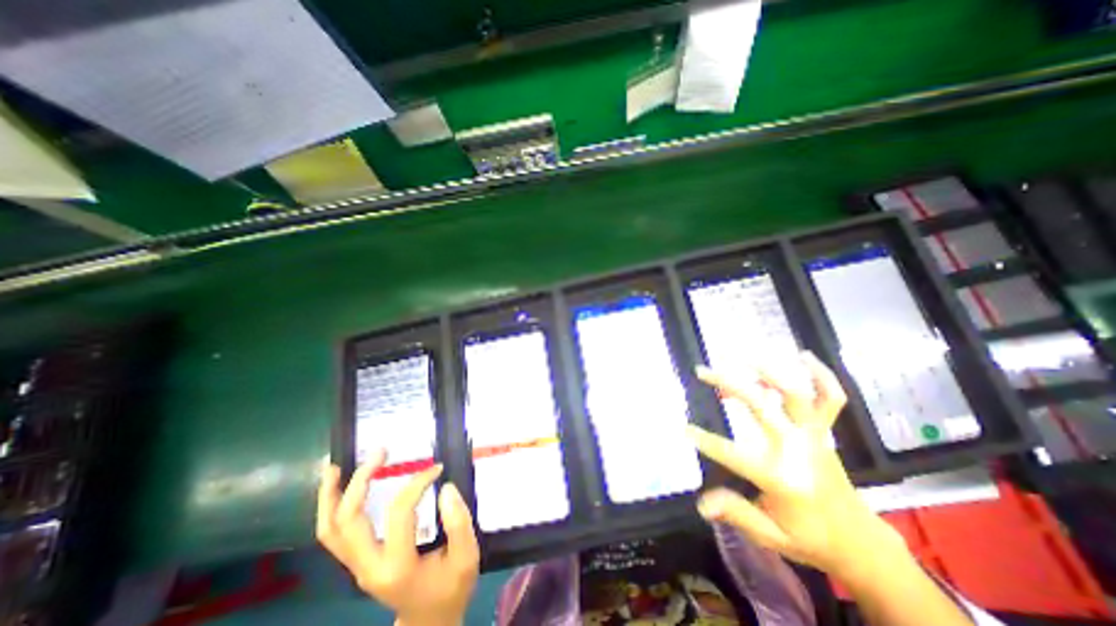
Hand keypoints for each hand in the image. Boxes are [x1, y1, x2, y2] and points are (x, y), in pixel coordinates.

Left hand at [313, 451, 479, 625]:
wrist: (428, 621)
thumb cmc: (450, 588)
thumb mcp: (467, 557)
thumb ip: (459, 522)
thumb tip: (445, 487)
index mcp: (397, 566)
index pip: (399, 513)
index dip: (417, 483)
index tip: (437, 468)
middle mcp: (368, 567)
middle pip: (348, 520)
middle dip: (360, 481)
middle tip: (379, 452)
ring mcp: (357, 567)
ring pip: (329, 530)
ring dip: (331, 496)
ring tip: (335, 466)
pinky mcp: (357, 562)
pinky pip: (335, 535)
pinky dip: (332, 509)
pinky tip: (338, 488)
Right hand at [689, 351, 905, 581]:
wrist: (860, 543)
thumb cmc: (810, 538)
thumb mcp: (771, 535)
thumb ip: (736, 512)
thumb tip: (701, 504)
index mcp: (782, 477)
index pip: (733, 453)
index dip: (706, 440)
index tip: (684, 428)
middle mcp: (798, 449)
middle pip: (760, 406)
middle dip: (728, 384)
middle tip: (702, 371)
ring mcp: (815, 436)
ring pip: (795, 394)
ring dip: (769, 370)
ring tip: (744, 355)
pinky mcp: (825, 432)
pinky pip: (831, 399)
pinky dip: (823, 375)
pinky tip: (805, 356)